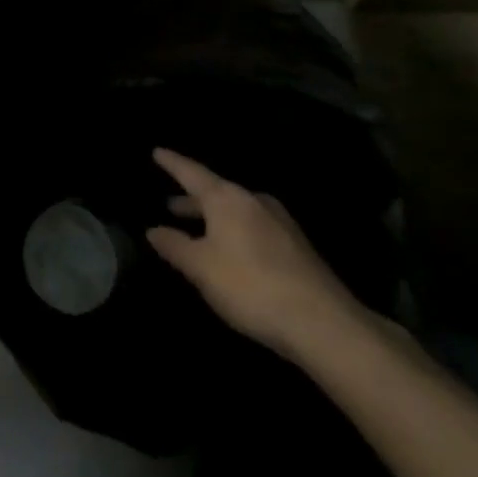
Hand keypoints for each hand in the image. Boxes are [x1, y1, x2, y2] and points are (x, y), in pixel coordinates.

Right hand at [146, 148, 365, 361]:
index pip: (191, 172)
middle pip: (216, 193)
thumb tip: (153, 230)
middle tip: (170, 204)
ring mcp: (280, 224)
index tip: (157, 152)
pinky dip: (235, 233)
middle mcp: (253, 202)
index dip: (172, 163)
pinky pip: (255, 229)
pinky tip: (232, 252)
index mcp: (226, 199)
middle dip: (192, 199)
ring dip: (214, 218)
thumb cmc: (250, 286)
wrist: (324, 325)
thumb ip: (174, 246)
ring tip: (199, 230)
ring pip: (237, 212)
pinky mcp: (297, 249)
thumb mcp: (200, 268)